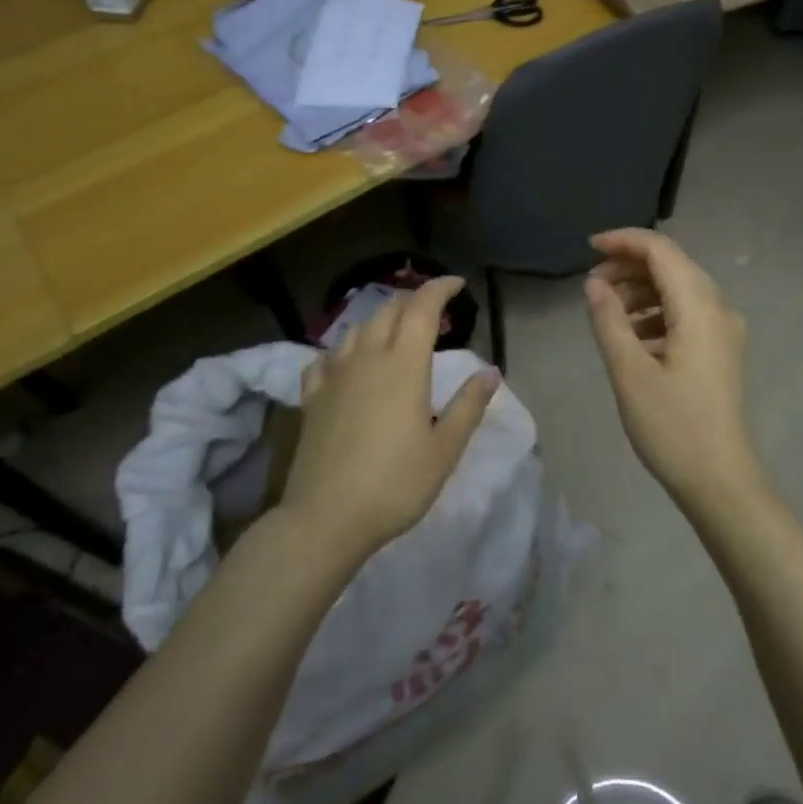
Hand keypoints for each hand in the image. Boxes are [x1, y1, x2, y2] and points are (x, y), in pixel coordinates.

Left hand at [280, 276, 499, 566]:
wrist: (325, 518)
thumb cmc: (395, 484)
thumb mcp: (444, 449)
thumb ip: (468, 406)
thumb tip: (491, 372)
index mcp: (404, 365)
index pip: (422, 308)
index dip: (440, 289)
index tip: (458, 285)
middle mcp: (367, 358)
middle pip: (388, 310)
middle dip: (413, 300)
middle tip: (434, 310)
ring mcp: (334, 375)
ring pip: (356, 328)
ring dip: (381, 319)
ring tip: (396, 331)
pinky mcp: (312, 397)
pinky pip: (326, 357)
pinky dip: (344, 349)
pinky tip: (348, 362)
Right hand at [584, 229, 767, 516]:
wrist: (720, 480)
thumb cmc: (673, 427)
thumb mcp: (630, 373)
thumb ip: (609, 321)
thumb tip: (594, 284)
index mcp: (699, 308)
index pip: (661, 251)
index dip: (624, 242)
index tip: (587, 249)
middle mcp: (718, 309)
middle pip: (672, 266)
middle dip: (629, 267)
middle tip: (591, 286)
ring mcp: (723, 331)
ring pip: (679, 290)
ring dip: (641, 291)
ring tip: (606, 311)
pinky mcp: (720, 351)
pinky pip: (686, 314)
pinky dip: (656, 313)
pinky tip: (631, 336)